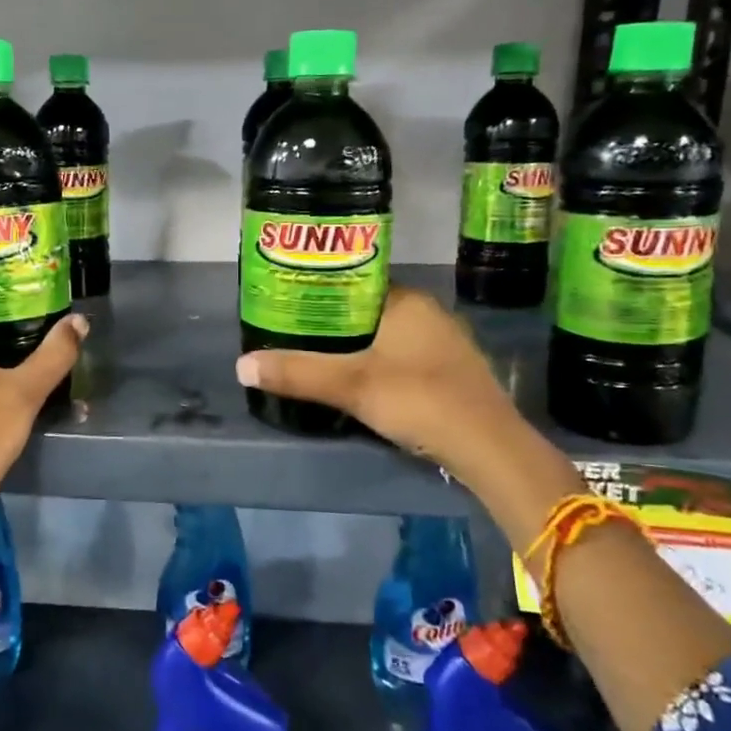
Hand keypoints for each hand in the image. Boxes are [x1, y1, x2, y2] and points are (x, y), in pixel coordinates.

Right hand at [236, 287, 528, 486]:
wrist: (490, 448)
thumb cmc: (419, 399)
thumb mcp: (350, 386)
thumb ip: (297, 373)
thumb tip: (241, 365)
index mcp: (406, 300)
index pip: (354, 282)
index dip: (320, 292)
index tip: (289, 305)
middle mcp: (428, 313)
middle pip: (367, 310)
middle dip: (333, 323)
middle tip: (295, 335)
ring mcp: (445, 344)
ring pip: (386, 336)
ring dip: (356, 346)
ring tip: (318, 358)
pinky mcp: (452, 373)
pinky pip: (403, 357)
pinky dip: (378, 364)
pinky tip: (360, 383)